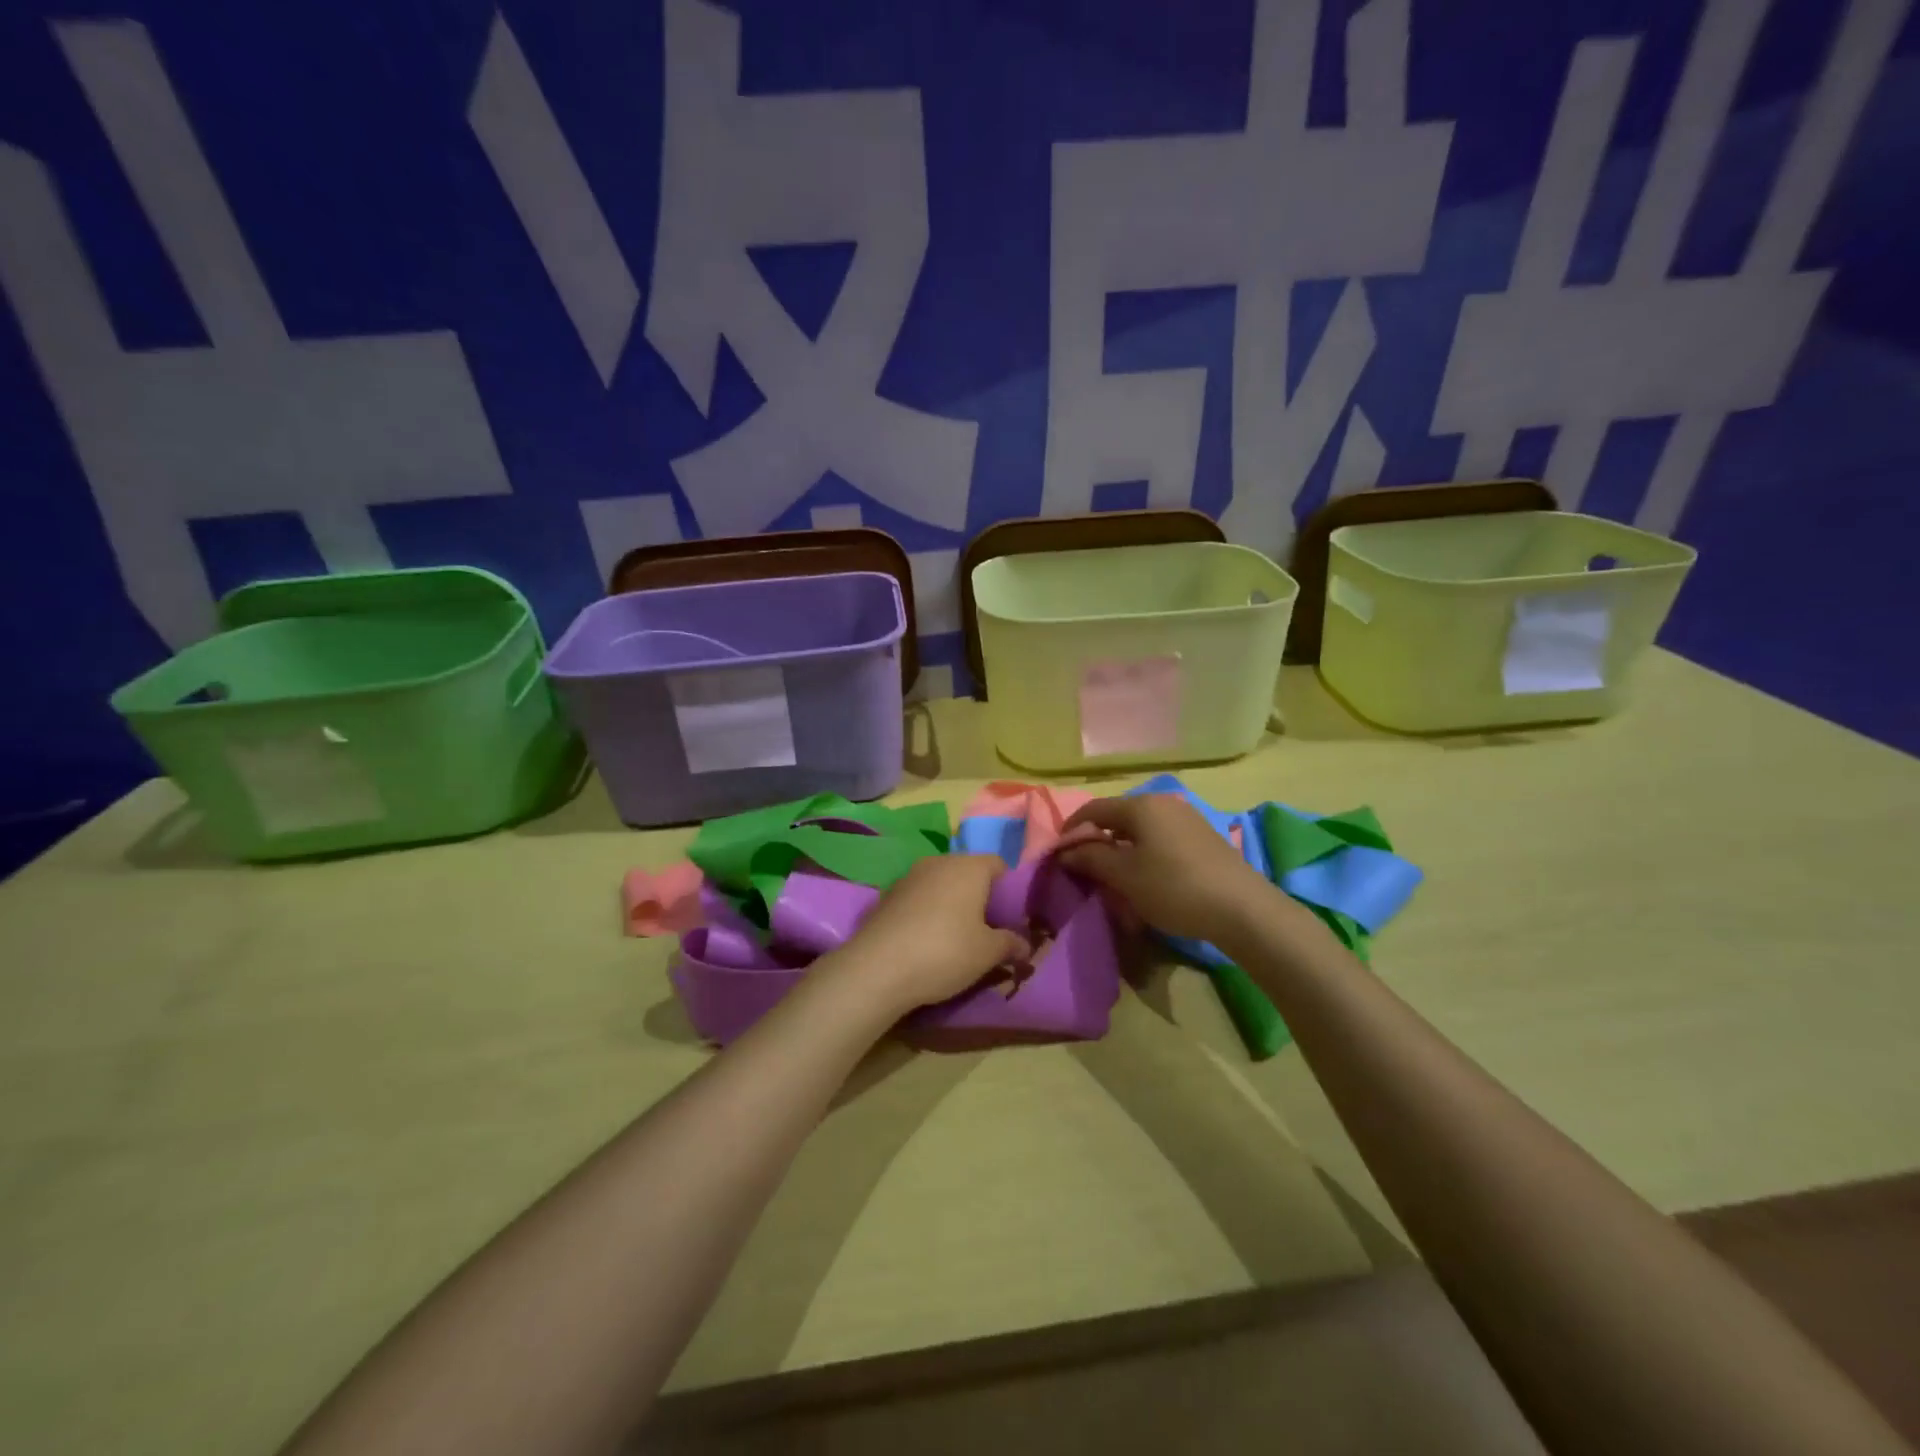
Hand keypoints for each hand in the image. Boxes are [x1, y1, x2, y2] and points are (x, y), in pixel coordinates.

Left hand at [822, 855, 1027, 1014]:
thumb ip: (1010, 944)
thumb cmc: (945, 952)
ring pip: (940, 883)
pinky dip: (926, 912)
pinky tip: (925, 940)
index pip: (998, 864)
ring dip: (950, 903)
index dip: (1008, 889)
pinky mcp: (887, 895)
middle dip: (978, 896)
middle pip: (967, 872)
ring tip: (955, 936)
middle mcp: (939, 862)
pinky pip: (918, 897)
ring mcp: (909, 876)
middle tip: (985, 928)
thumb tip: (1025, 945)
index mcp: (969, 867)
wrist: (877, 968)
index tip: (1009, 917)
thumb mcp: (987, 953)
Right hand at [1059, 794, 1280, 947]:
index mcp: (1141, 805)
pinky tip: (1146, 879)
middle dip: (1097, 842)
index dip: (1071, 829)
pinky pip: (1161, 840)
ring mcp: (1187, 819)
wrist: (1243, 909)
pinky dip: (1144, 855)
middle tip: (1084, 869)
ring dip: (1121, 851)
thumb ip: (1091, 858)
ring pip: (1140, 831)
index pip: (1093, 809)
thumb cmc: (1173, 887)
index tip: (1057, 854)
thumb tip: (1065, 851)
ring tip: (1113, 878)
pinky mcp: (1203, 839)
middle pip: (1118, 818)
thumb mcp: (1124, 876)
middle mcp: (1163, 803)